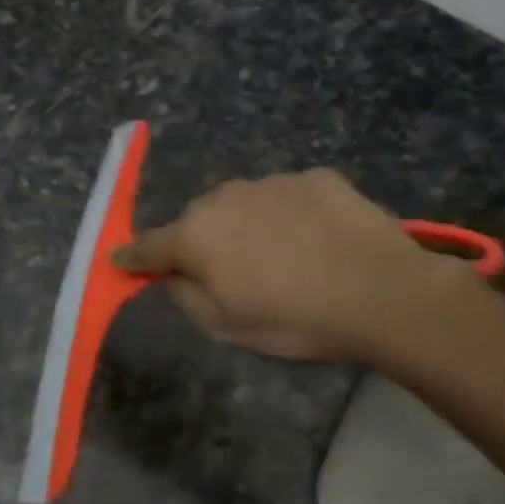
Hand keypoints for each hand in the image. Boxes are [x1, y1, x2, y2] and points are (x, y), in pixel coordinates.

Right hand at [112, 169, 463, 362]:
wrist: (381, 292)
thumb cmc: (294, 319)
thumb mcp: (226, 326)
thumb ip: (184, 296)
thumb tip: (169, 275)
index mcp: (196, 237)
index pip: (148, 245)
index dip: (133, 257)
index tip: (122, 261)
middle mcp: (224, 198)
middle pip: (197, 220)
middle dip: (201, 241)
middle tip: (228, 272)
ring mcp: (272, 182)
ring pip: (242, 203)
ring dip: (246, 225)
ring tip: (280, 256)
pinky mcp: (315, 177)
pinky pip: (285, 197)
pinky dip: (288, 215)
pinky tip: (315, 240)